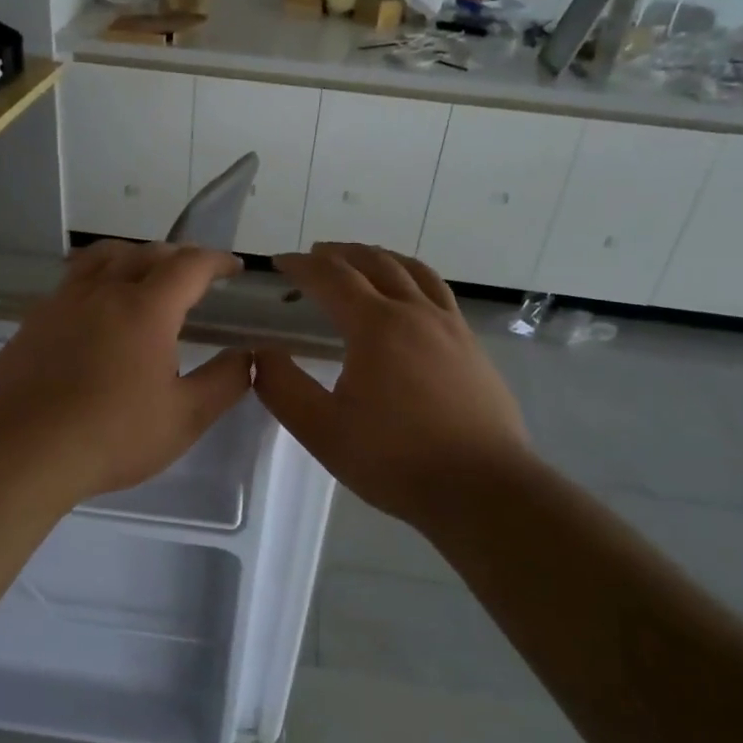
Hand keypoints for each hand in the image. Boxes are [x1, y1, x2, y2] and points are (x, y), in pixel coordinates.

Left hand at [0, 240, 253, 504]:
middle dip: (177, 257)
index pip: (190, 266)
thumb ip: (224, 382)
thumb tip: (248, 355)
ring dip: (132, 256)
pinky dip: (95, 278)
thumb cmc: (113, 436)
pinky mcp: (33, 320)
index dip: (216, 261)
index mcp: (146, 308)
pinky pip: (71, 281)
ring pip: (102, 258)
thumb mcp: (185, 418)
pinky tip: (93, 308)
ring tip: (142, 274)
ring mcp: (63, 302)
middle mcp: (104, 292)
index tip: (232, 269)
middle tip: (193, 277)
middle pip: (145, 253)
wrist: (22, 451)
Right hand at [254, 243, 532, 532]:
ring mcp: (451, 327)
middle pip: (375, 263)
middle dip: (340, 254)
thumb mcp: (322, 430)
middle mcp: (416, 313)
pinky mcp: (472, 347)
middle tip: (316, 254)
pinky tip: (411, 299)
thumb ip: (283, 387)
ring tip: (362, 261)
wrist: (482, 488)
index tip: (279, 262)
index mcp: (376, 326)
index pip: (332, 278)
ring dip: (381, 258)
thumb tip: (260, 353)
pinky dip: (413, 278)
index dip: (302, 265)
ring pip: (413, 272)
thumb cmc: (395, 460)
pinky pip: (438, 293)